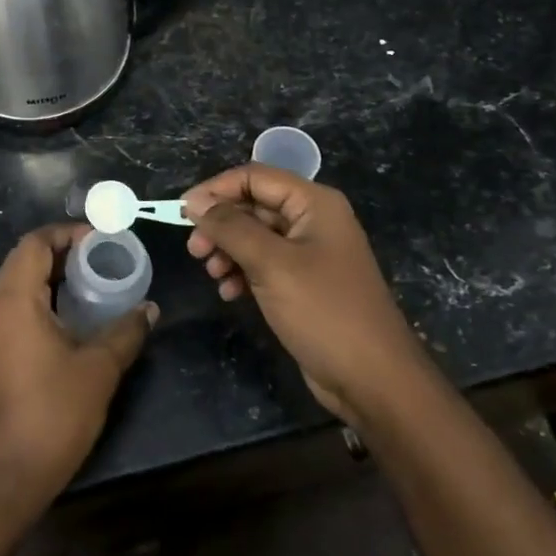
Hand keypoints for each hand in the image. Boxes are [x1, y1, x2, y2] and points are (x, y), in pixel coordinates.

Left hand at [0, 223, 154, 518]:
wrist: (8, 474)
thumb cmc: (53, 412)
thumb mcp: (99, 368)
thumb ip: (126, 331)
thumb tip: (149, 308)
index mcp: (15, 300)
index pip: (34, 244)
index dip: (67, 233)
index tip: (101, 239)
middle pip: (24, 260)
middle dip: (62, 252)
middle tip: (102, 257)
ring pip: (19, 285)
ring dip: (53, 276)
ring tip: (94, 282)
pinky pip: (17, 308)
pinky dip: (44, 299)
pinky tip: (75, 317)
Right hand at [183, 165, 426, 427]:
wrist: (373, 378)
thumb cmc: (323, 311)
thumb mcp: (271, 264)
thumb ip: (230, 227)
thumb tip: (195, 202)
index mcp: (314, 203)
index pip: (254, 177)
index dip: (216, 190)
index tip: (182, 212)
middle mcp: (313, 220)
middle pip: (254, 205)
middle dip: (221, 224)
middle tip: (195, 252)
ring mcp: (311, 252)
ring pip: (256, 236)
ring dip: (228, 250)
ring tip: (213, 275)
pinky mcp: (305, 282)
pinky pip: (265, 263)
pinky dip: (243, 271)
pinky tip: (230, 292)